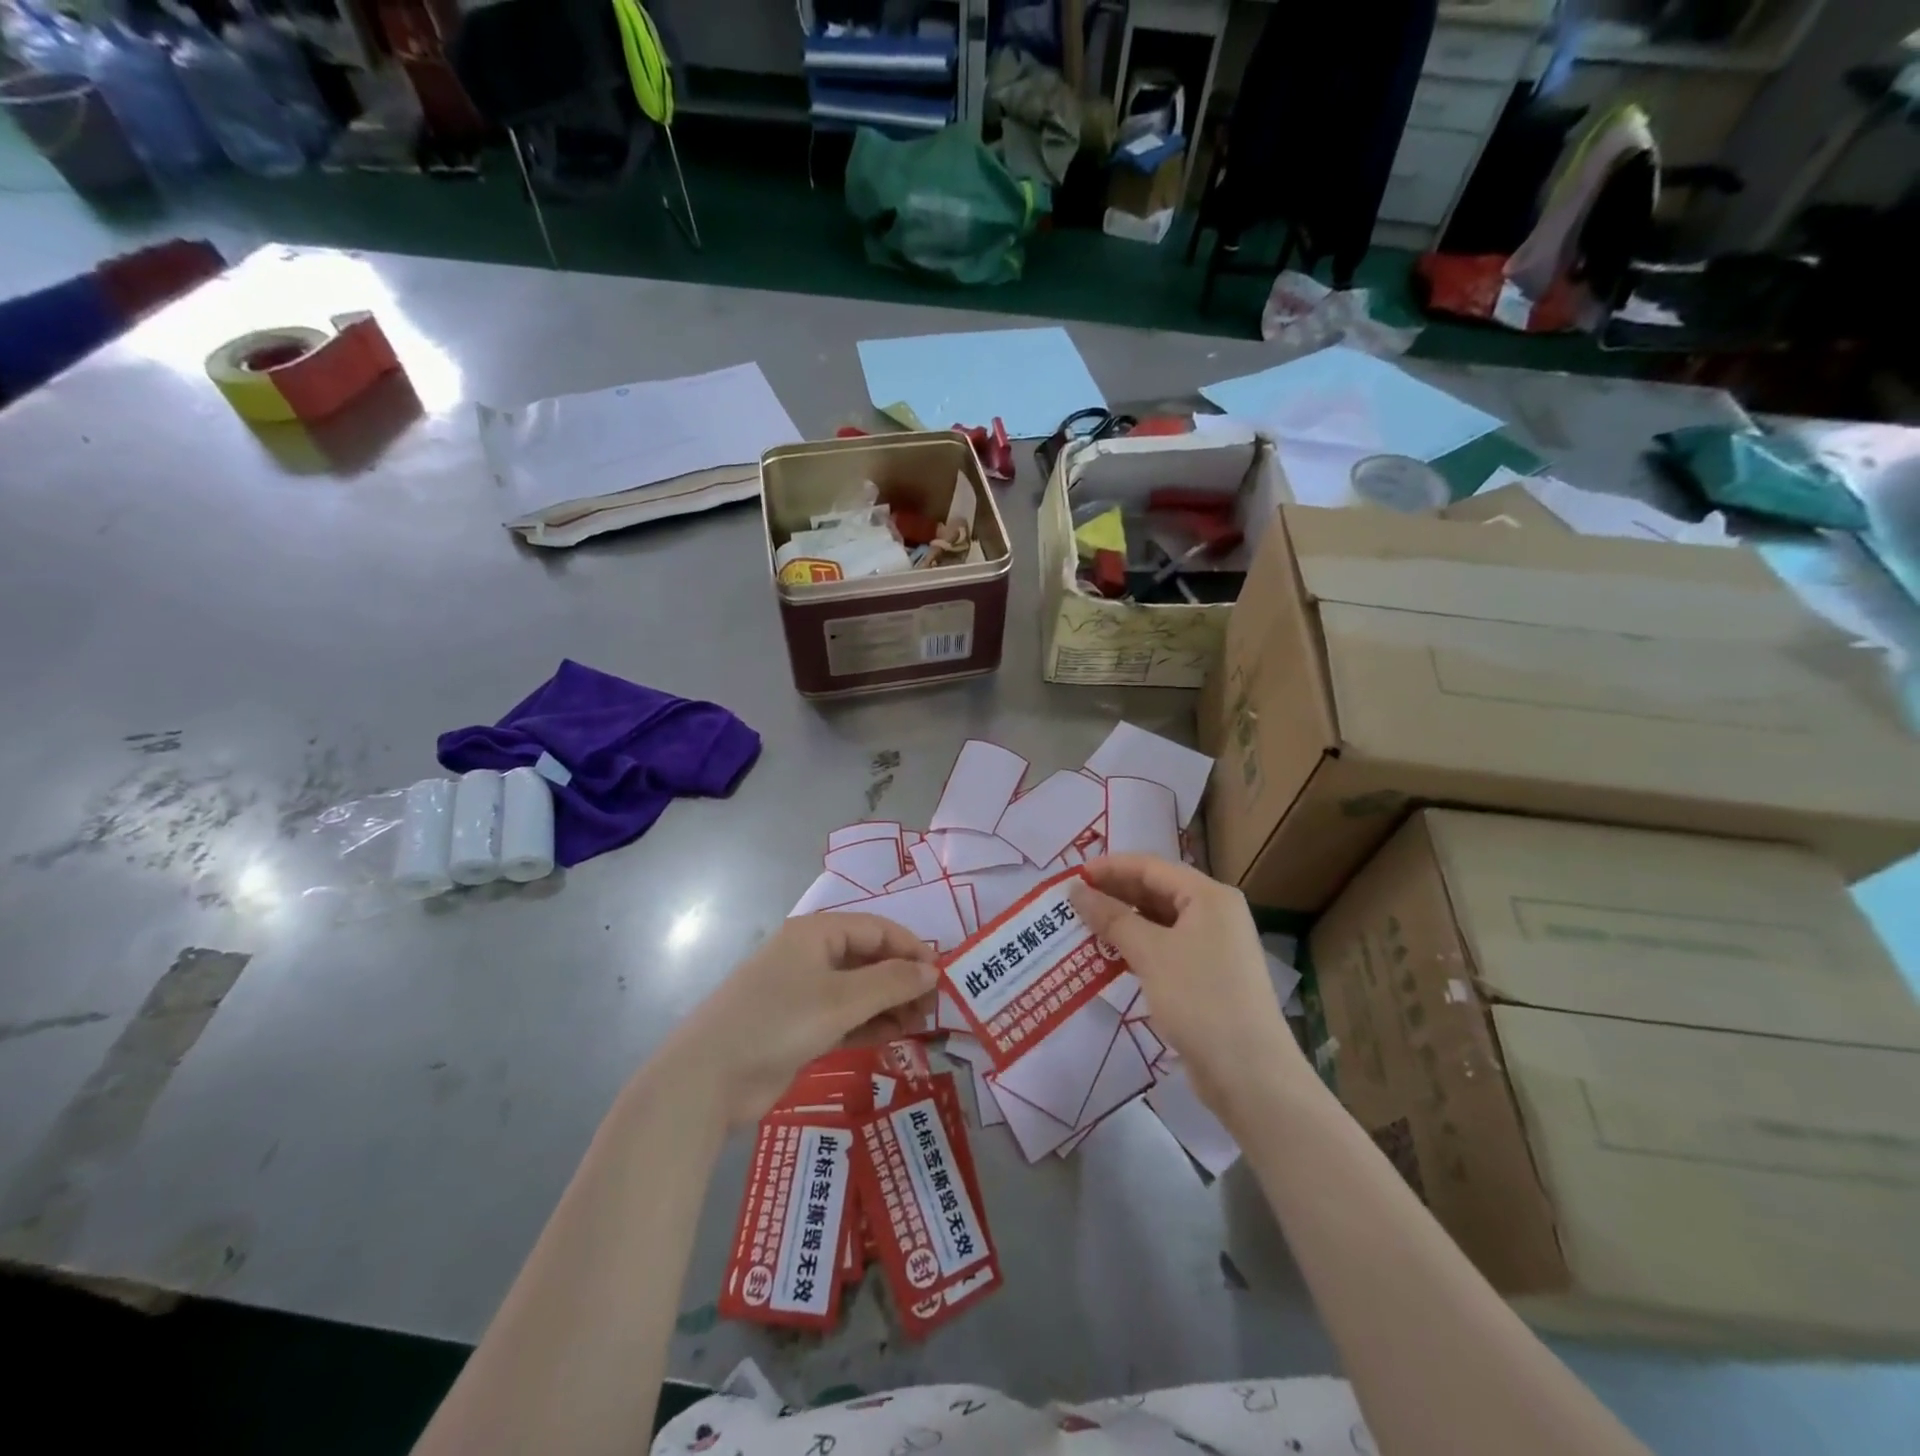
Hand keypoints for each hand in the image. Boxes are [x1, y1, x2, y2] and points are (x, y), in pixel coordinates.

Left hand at [656, 913, 938, 1131]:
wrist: (708, 1079)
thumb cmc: (779, 1022)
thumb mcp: (842, 1000)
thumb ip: (892, 983)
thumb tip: (933, 971)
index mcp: (817, 933)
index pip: (877, 929)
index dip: (912, 948)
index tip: (942, 974)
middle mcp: (811, 956)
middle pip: (869, 958)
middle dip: (903, 979)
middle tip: (934, 1008)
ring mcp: (803, 993)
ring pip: (859, 990)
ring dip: (890, 1004)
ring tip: (921, 1026)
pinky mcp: (799, 1027)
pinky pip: (845, 1017)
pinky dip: (870, 1024)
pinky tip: (895, 1038)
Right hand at [1070, 855, 1302, 1127]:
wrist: (1250, 1074)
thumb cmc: (1200, 999)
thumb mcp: (1151, 953)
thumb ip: (1111, 918)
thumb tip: (1075, 890)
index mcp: (1209, 896)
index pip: (1152, 866)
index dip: (1111, 867)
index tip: (1073, 876)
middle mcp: (1215, 914)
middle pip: (1157, 891)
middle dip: (1115, 894)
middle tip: (1073, 902)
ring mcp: (1214, 947)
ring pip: (1159, 921)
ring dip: (1123, 922)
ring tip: (1084, 927)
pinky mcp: (1208, 977)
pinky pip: (1165, 948)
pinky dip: (1137, 947)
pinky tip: (1109, 957)